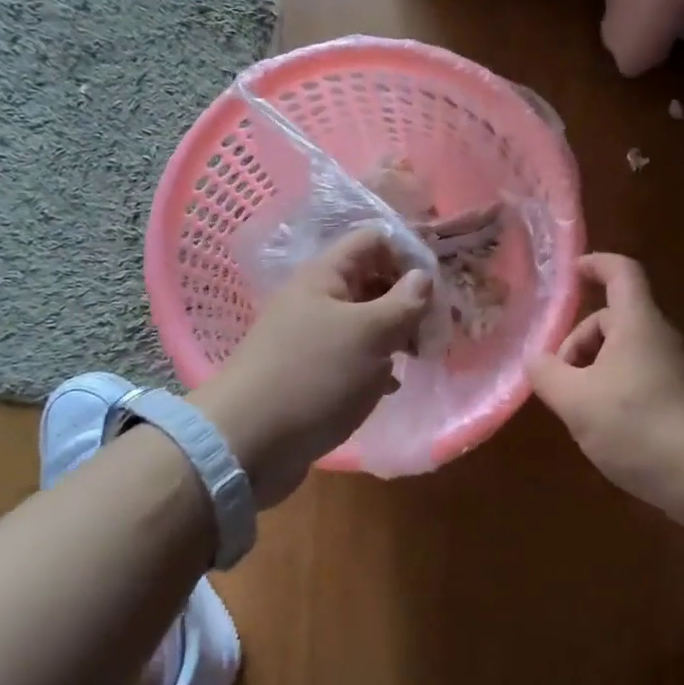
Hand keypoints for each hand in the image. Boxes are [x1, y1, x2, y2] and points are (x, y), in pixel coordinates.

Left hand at [192, 228, 430, 506]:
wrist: (247, 444)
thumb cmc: (314, 377)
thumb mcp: (370, 334)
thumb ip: (403, 302)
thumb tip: (423, 275)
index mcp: (325, 276)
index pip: (373, 240)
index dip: (407, 253)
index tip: (436, 286)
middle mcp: (316, 299)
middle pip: (371, 279)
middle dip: (406, 298)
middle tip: (435, 327)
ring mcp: (311, 337)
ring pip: (364, 320)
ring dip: (394, 333)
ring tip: (420, 356)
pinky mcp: (310, 372)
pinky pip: (352, 356)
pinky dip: (375, 364)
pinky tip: (390, 386)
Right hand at [527, 254, 683, 509]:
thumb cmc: (637, 425)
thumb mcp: (576, 400)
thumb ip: (547, 374)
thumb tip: (535, 360)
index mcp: (636, 322)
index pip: (620, 272)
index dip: (595, 264)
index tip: (570, 274)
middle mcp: (657, 337)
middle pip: (611, 318)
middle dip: (577, 342)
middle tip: (559, 379)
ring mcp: (671, 368)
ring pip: (620, 351)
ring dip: (591, 369)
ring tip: (576, 408)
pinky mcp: (676, 397)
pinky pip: (634, 375)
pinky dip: (610, 388)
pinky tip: (600, 425)